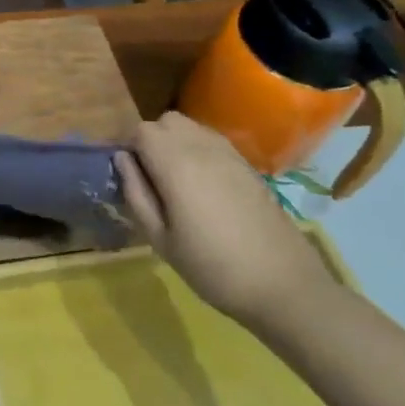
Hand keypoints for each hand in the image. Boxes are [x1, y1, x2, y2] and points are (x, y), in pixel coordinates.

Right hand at [114, 112, 334, 323]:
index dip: (129, 147)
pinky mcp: (248, 166)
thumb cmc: (211, 266)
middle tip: (150, 177)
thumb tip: (122, 160)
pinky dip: (199, 151)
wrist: (282, 284)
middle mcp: (202, 148)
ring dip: (176, 143)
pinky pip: (213, 142)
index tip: (130, 175)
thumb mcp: (159, 238)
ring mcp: (230, 154)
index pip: (141, 130)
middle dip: (152, 140)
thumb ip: (136, 193)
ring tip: (176, 181)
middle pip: (166, 121)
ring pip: (191, 127)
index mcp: (176, 164)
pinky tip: (202, 186)